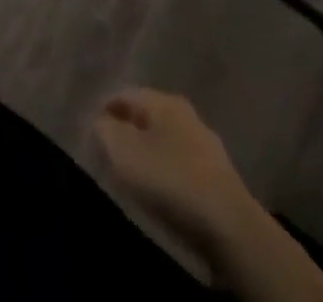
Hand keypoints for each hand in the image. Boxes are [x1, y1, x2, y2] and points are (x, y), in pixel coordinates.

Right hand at [94, 88, 256, 247]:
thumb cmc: (171, 179)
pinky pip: (182, 167)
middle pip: (147, 117)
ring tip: (133, 174)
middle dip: (127, 131)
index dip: (104, 109)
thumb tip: (101, 122)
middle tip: (109, 151)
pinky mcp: (219, 178)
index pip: (124, 94)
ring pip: (166, 142)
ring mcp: (207, 146)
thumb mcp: (123, 152)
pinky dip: (167, 173)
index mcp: (163, 100)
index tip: (90, 129)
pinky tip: (161, 191)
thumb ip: (104, 130)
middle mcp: (186, 114)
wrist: (231, 229)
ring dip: (148, 153)